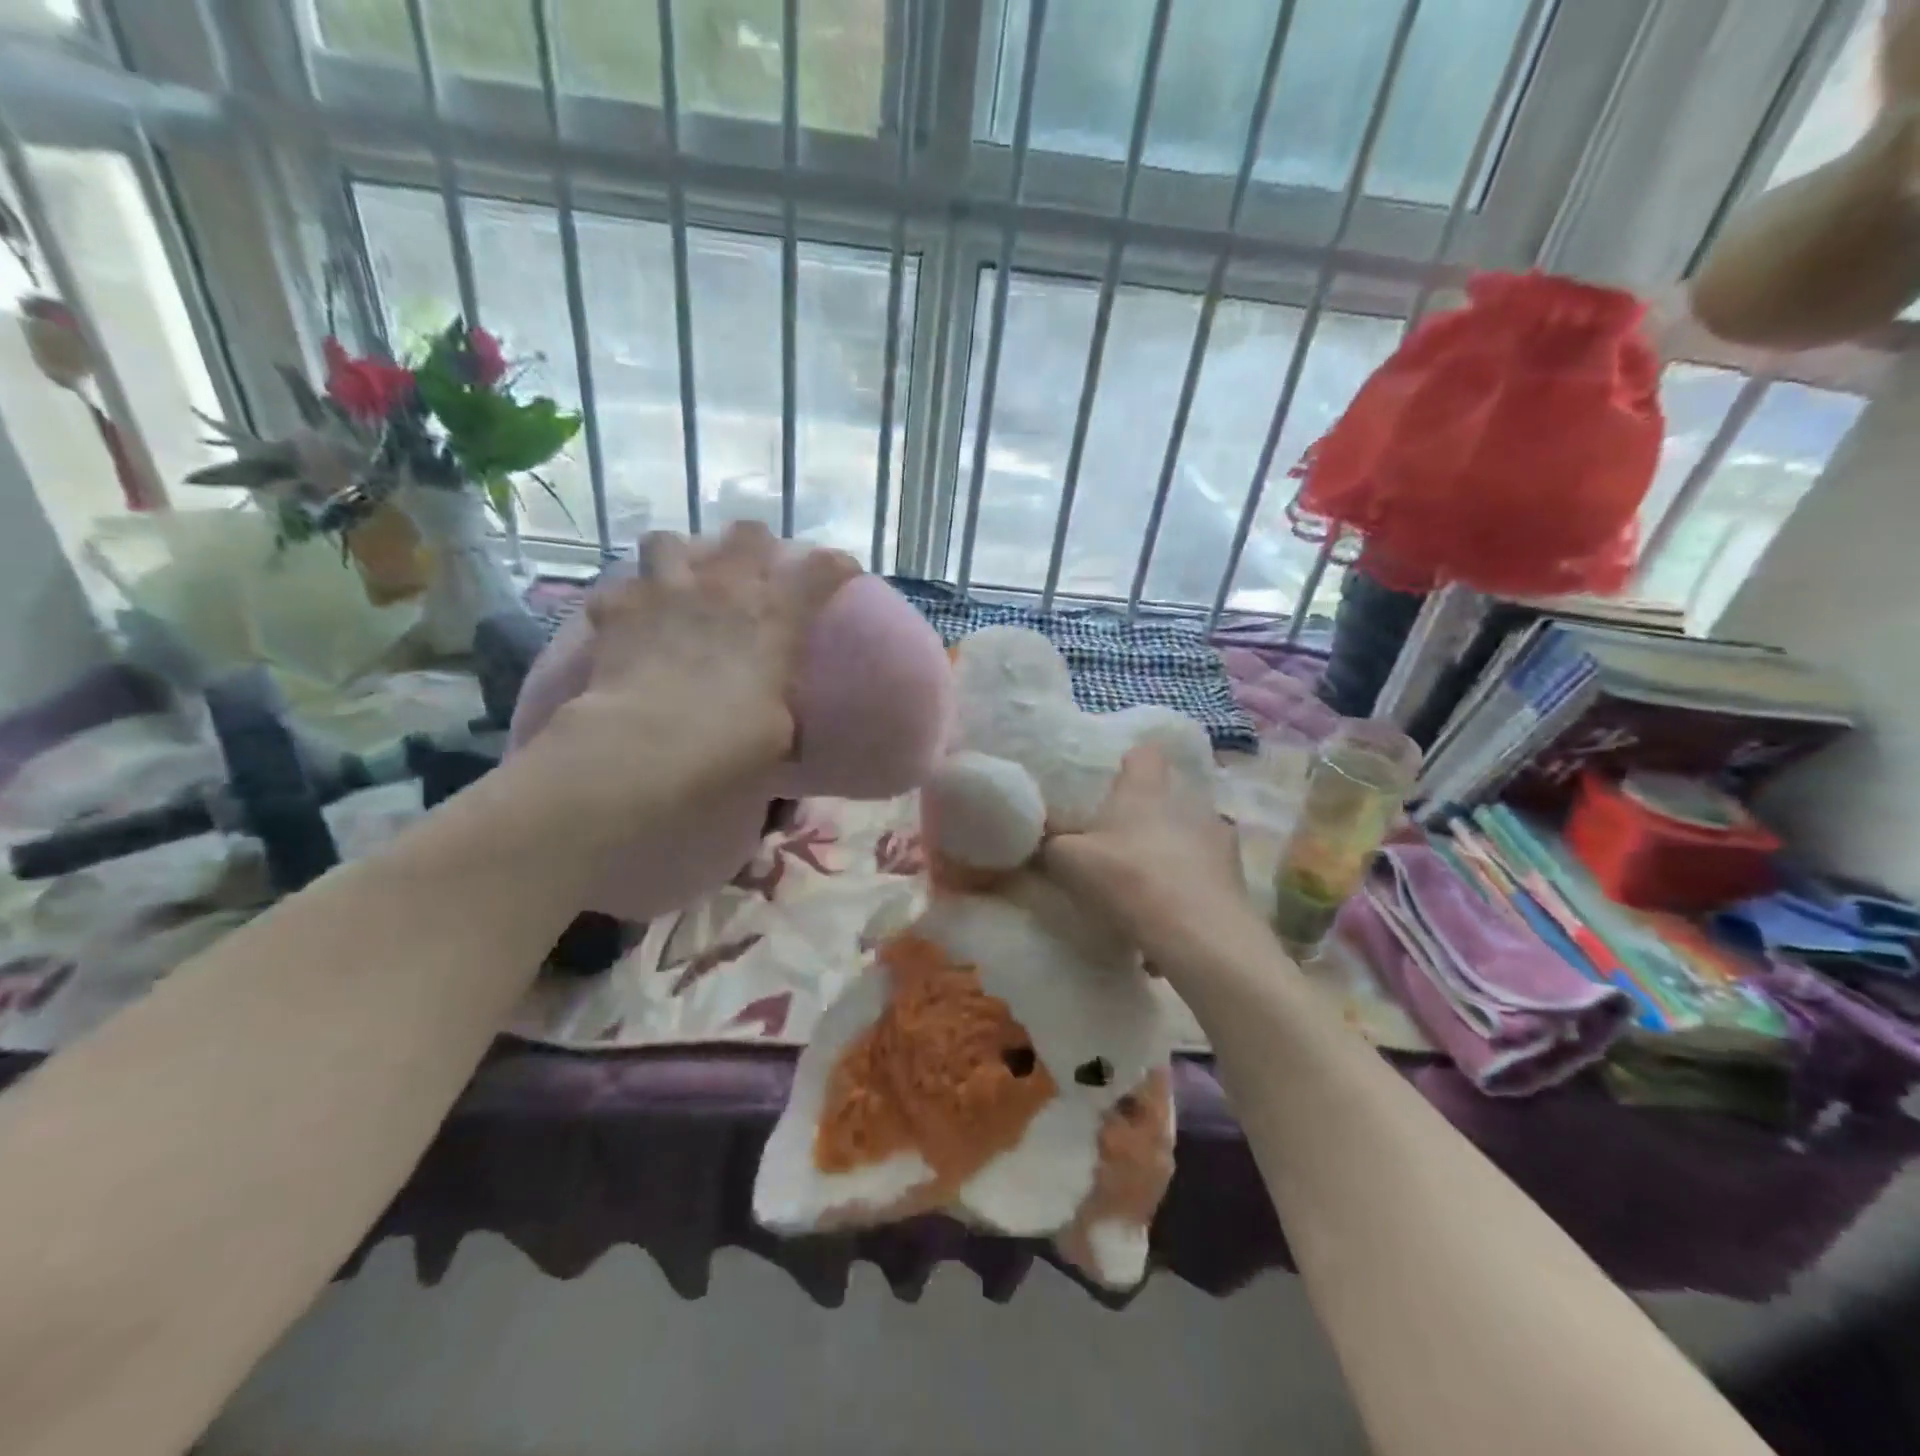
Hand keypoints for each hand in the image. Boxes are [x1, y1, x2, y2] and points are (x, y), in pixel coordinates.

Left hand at [545, 521, 858, 813]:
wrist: (647, 745)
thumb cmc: (729, 742)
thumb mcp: (779, 729)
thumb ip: (780, 700)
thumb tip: (778, 705)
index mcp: (773, 616)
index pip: (821, 570)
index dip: (836, 567)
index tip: (842, 573)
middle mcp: (723, 588)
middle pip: (747, 534)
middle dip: (755, 545)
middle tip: (753, 571)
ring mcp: (665, 591)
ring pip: (669, 541)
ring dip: (678, 559)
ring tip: (679, 582)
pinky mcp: (616, 609)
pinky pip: (619, 588)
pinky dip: (627, 601)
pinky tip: (630, 619)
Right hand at [1042, 746, 1258, 970]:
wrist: (1197, 933)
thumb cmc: (1128, 878)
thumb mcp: (1068, 860)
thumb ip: (1051, 843)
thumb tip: (1040, 836)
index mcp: (1146, 789)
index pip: (1144, 754)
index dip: (1130, 766)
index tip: (1114, 785)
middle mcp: (1188, 802)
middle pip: (1169, 795)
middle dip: (1149, 815)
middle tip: (1122, 842)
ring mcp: (1218, 838)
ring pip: (1191, 834)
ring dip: (1173, 852)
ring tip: (1150, 885)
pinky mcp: (1236, 876)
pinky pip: (1206, 874)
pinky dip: (1190, 888)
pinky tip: (1171, 917)